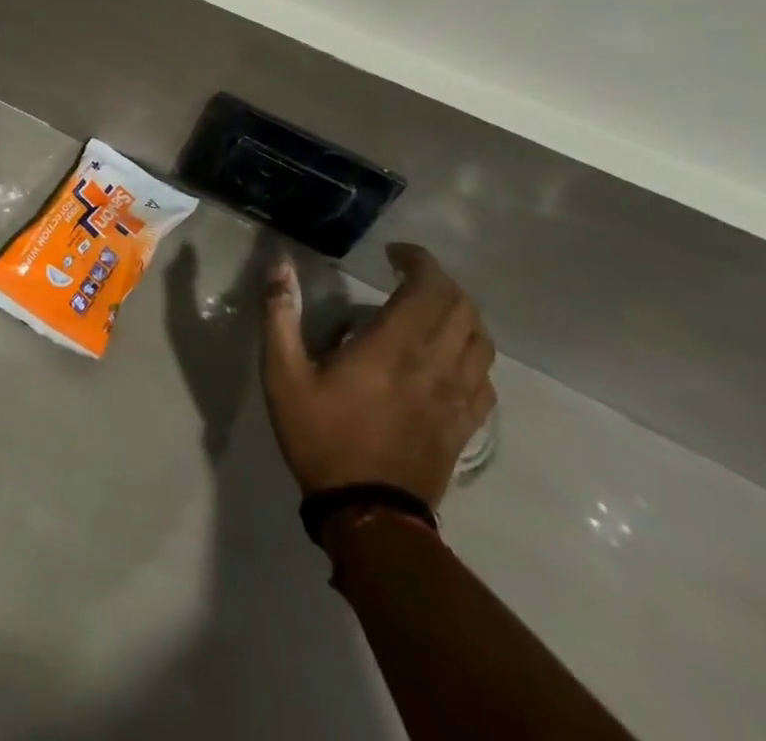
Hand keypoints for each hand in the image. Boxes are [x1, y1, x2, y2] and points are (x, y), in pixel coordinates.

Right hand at [262, 243, 494, 507]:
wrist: (369, 513)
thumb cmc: (321, 436)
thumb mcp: (283, 374)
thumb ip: (280, 315)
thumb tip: (280, 267)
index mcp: (392, 347)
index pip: (429, 289)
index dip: (419, 261)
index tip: (394, 253)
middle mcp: (434, 365)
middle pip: (463, 308)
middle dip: (440, 281)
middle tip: (407, 274)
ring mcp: (457, 397)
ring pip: (481, 340)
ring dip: (461, 313)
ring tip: (430, 309)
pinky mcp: (465, 424)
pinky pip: (485, 377)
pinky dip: (472, 352)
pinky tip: (448, 355)